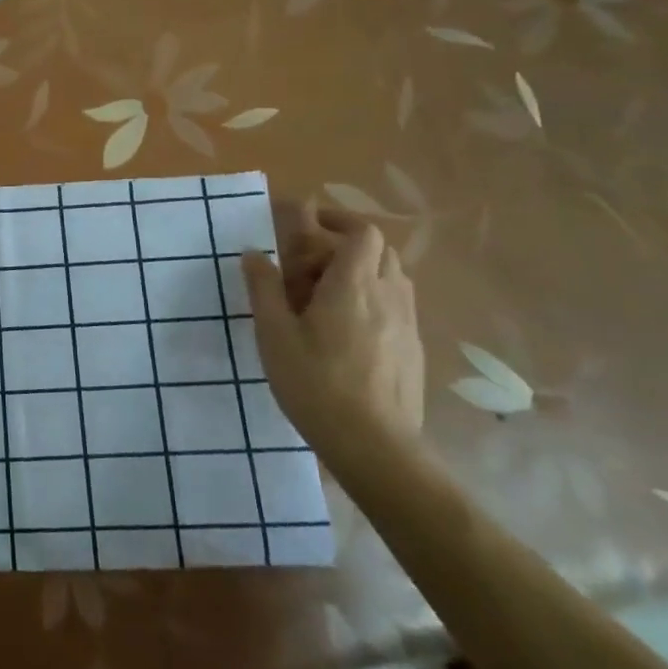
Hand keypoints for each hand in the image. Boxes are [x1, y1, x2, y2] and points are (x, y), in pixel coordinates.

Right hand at [242, 207, 422, 450]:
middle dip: (345, 247)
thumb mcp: (274, 334)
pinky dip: (374, 301)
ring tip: (326, 297)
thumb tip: (254, 253)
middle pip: (379, 251)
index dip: (338, 222)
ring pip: (392, 278)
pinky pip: (397, 306)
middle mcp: (388, 296)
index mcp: (353, 285)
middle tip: (310, 267)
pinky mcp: (414, 350)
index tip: (309, 226)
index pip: (362, 233)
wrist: (375, 447)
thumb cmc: (316, 384)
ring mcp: (407, 324)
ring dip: (362, 273)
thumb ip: (263, 288)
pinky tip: (347, 331)